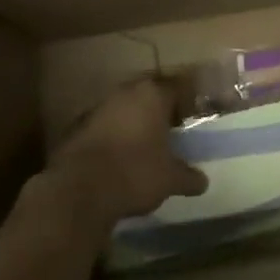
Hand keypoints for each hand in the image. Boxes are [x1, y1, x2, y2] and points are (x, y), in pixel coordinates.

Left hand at [41, 79, 207, 233]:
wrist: (78, 190)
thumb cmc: (135, 173)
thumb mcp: (171, 179)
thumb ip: (188, 177)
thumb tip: (202, 182)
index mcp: (152, 95)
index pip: (177, 88)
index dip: (187, 103)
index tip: (192, 119)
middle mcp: (125, 93)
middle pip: (148, 95)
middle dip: (159, 111)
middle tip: (170, 132)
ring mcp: (97, 108)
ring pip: (124, 110)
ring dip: (134, 124)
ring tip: (145, 147)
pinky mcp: (76, 127)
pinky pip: (104, 127)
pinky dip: (113, 137)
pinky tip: (119, 158)